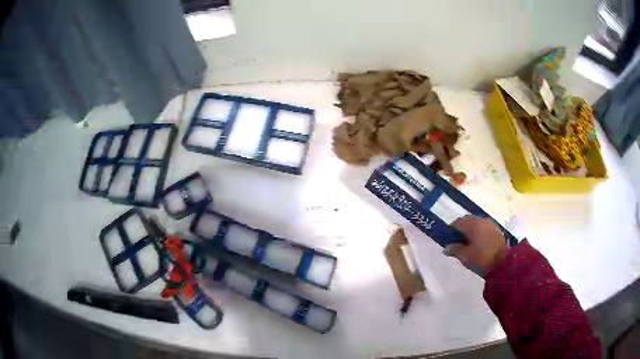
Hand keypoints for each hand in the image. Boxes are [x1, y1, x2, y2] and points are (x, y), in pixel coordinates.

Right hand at [444, 215, 508, 276]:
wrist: (503, 264)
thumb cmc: (481, 258)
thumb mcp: (465, 256)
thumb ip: (454, 250)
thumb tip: (446, 248)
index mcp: (472, 224)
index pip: (457, 222)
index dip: (451, 230)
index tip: (447, 240)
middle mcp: (482, 220)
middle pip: (468, 221)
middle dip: (461, 230)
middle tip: (457, 243)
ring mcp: (491, 225)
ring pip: (477, 225)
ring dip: (471, 232)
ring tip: (468, 245)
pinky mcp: (497, 231)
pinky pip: (484, 229)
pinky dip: (479, 234)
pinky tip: (478, 245)